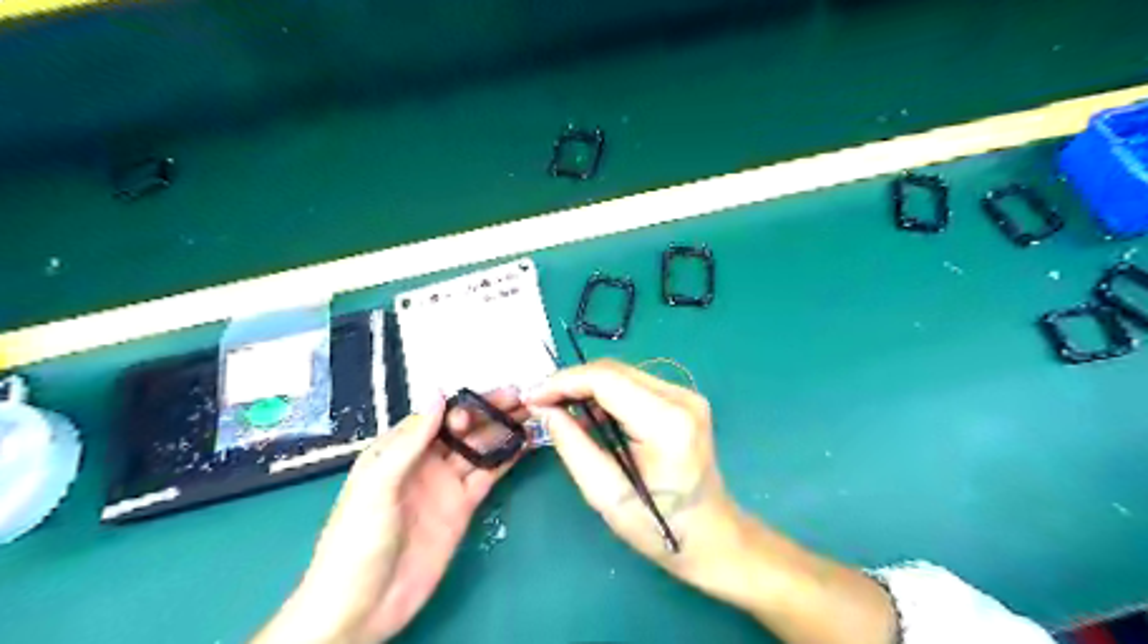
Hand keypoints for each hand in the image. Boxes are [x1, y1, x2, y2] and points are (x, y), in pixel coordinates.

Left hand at [253, 386, 525, 643]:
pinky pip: (488, 476)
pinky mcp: (462, 507)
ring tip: (531, 415)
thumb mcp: (378, 485)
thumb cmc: (356, 540)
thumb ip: (410, 441)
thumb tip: (438, 395)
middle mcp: (425, 461)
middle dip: (490, 412)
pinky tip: (524, 444)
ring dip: (503, 431)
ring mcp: (445, 484)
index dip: (464, 405)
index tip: (489, 401)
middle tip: (522, 398)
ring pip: (479, 449)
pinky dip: (507, 459)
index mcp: (398, 450)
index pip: (437, 416)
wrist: (362, 606)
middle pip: (463, 429)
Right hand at [524, 361, 740, 589]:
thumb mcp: (606, 494)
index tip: (532, 396)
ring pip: (622, 374)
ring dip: (587, 387)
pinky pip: (634, 385)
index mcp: (667, 422)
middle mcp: (682, 398)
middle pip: (614, 371)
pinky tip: (589, 414)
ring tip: (559, 408)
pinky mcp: (684, 400)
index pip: (606, 380)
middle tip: (540, 402)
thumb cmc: (660, 527)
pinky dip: (606, 394)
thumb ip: (572, 445)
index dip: (563, 382)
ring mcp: (687, 396)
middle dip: (571, 382)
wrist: (713, 536)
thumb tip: (544, 409)